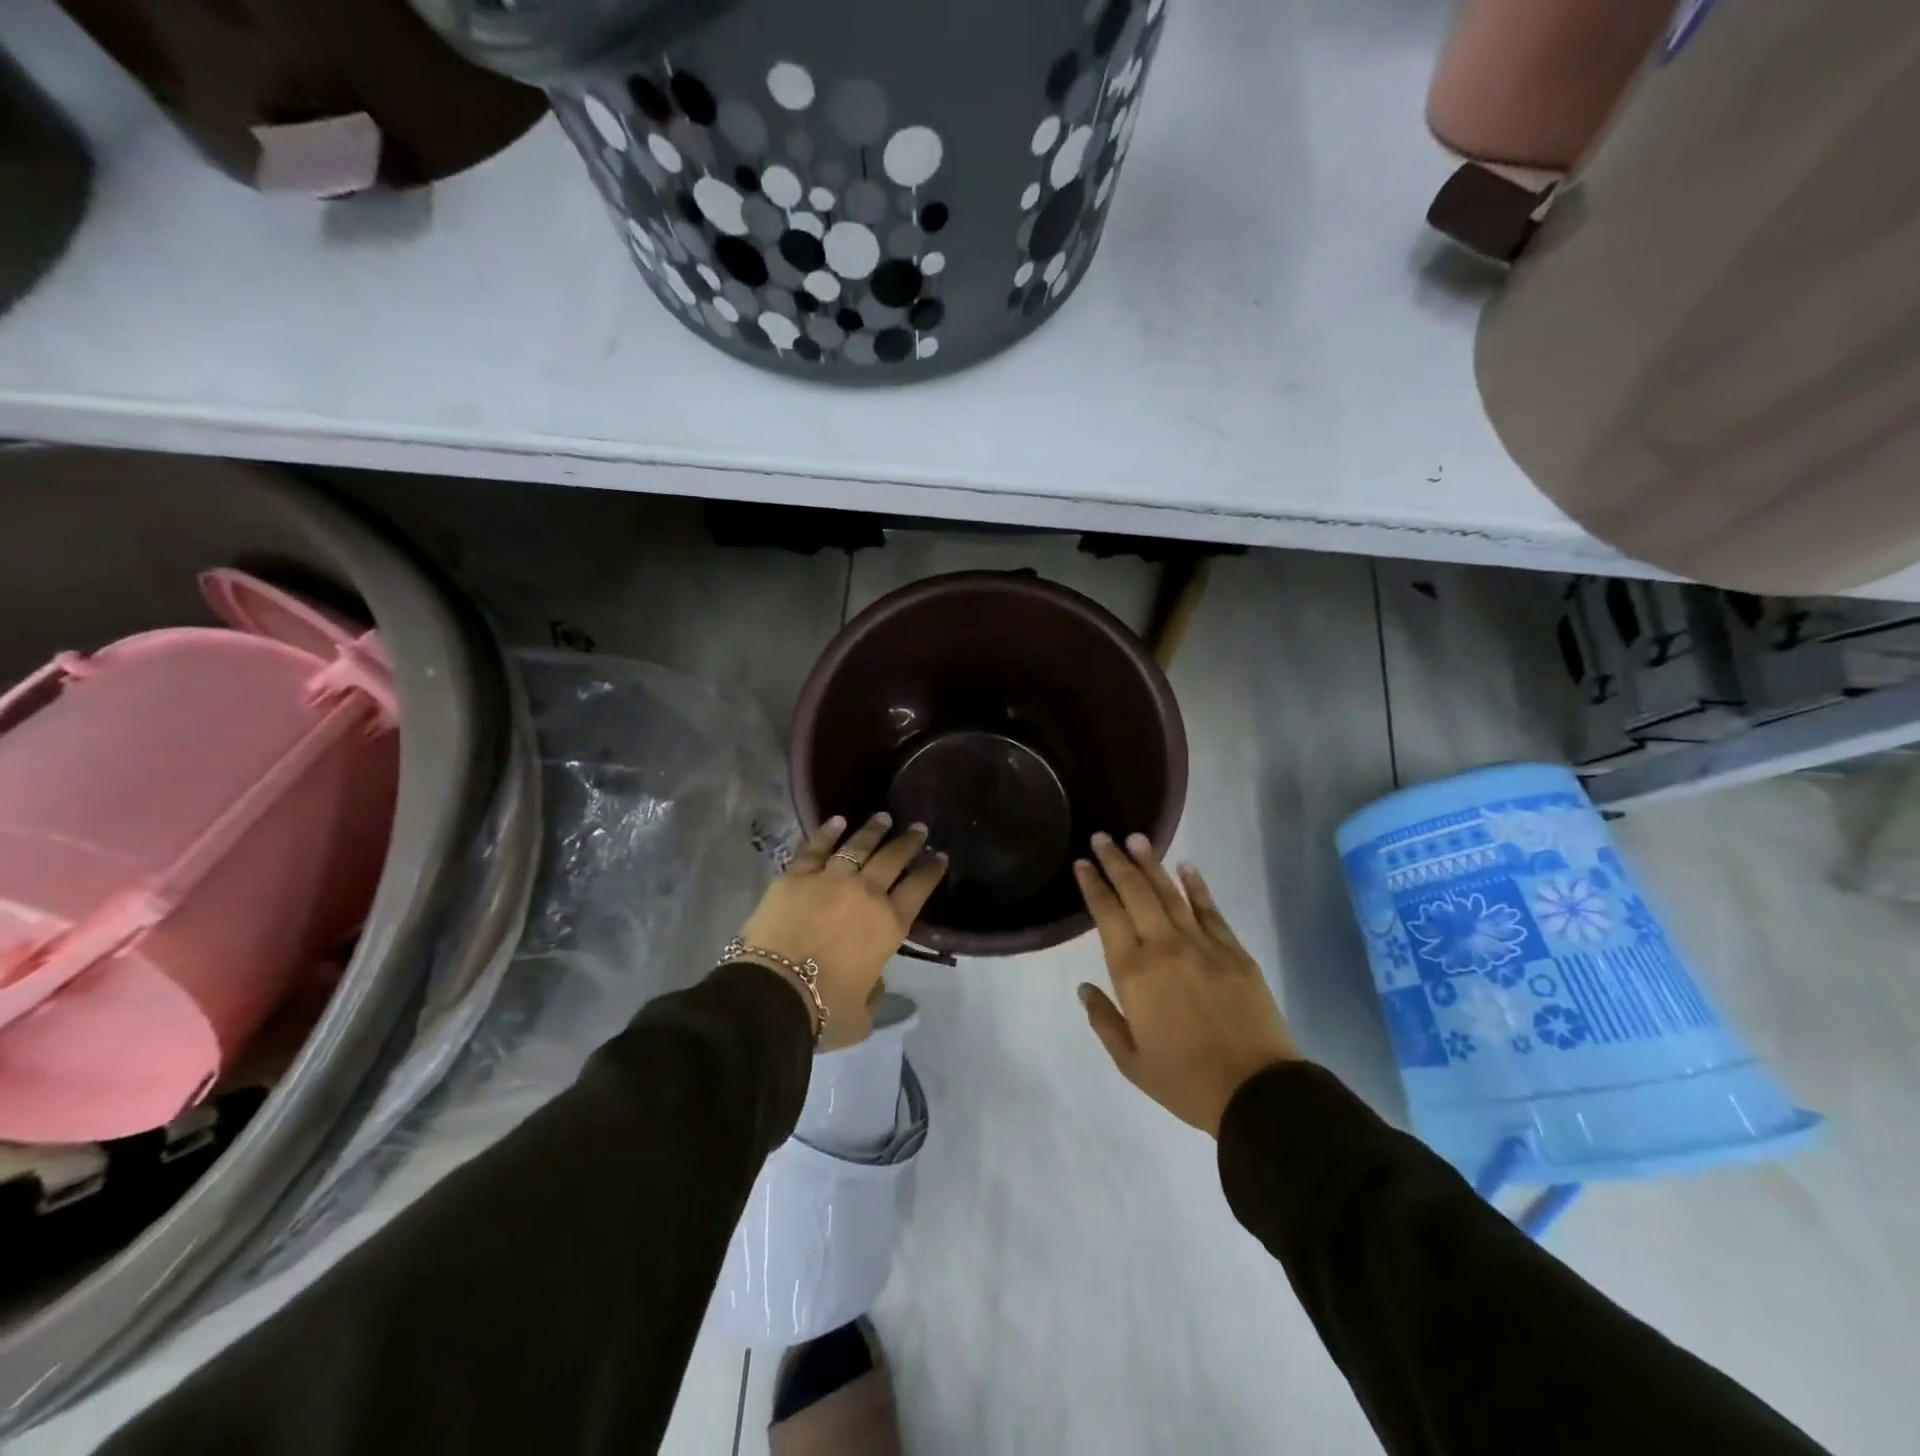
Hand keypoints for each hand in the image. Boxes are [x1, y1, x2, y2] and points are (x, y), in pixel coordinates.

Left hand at [735, 813, 946, 1048]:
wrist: (772, 993)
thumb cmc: (823, 1011)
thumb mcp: (862, 1017)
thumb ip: (874, 995)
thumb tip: (873, 981)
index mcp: (889, 925)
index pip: (919, 889)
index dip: (932, 870)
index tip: (940, 856)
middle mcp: (866, 893)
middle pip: (893, 859)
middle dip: (909, 842)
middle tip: (919, 828)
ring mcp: (831, 878)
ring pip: (858, 845)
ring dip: (873, 830)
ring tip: (884, 818)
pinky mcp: (796, 875)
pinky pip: (815, 847)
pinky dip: (827, 832)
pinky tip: (837, 820)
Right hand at [1074, 832, 1300, 1135]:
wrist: (1257, 1091)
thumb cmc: (1186, 1081)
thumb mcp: (1131, 1062)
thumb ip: (1104, 1021)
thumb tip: (1084, 988)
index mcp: (1134, 973)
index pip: (1107, 916)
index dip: (1094, 886)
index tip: (1082, 863)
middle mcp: (1164, 947)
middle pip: (1136, 894)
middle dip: (1117, 862)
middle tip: (1102, 836)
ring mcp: (1202, 945)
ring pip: (1170, 894)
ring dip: (1151, 863)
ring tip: (1136, 838)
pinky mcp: (1233, 951)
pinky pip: (1210, 910)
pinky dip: (1197, 886)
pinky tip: (1186, 867)